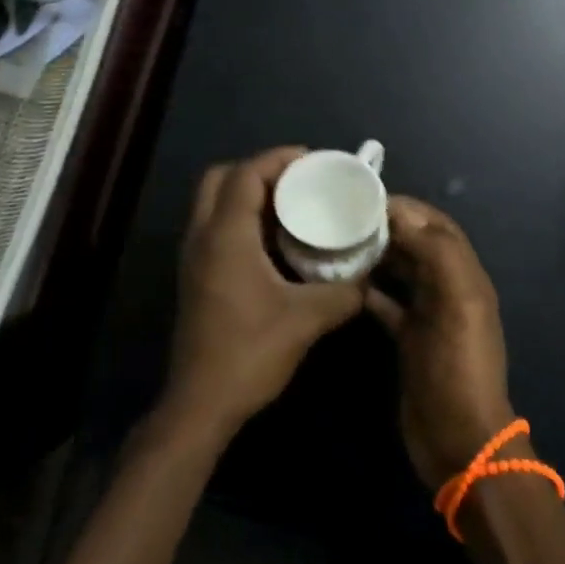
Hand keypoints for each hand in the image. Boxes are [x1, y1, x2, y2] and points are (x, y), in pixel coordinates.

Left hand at [160, 147, 365, 442]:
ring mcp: (194, 257)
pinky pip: (215, 226)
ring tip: (292, 203)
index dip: (278, 159)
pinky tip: (275, 240)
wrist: (200, 405)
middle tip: (298, 180)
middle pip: (221, 178)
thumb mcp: (307, 320)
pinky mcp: (196, 276)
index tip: (313, 160)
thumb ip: (345, 293)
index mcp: (226, 236)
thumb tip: (371, 275)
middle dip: (259, 170)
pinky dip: (242, 217)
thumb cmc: (250, 353)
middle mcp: (202, 237)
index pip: (245, 174)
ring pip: (214, 202)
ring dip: (248, 193)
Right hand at [366, 197, 517, 489]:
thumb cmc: (458, 367)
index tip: (362, 197)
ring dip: (374, 255)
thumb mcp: (457, 304)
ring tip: (335, 243)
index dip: (403, 207)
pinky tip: (341, 284)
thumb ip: (437, 252)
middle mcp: (447, 286)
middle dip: (384, 227)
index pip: (434, 224)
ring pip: (399, 270)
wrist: (459, 440)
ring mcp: (427, 314)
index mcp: (464, 273)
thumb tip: (400, 212)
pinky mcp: (408, 338)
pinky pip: (386, 303)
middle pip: (415, 243)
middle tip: (340, 217)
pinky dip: (368, 290)